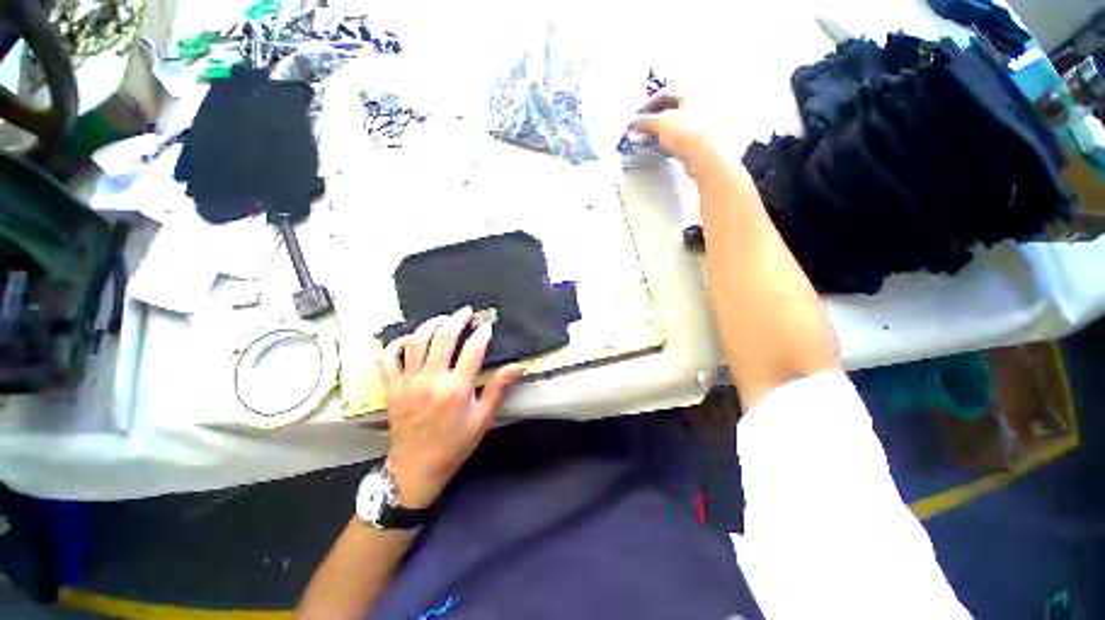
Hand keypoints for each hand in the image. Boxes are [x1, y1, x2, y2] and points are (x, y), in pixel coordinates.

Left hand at [380, 307, 524, 508]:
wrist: (416, 468)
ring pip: (416, 342)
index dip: (481, 333)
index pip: (472, 349)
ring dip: (430, 324)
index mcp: (456, 389)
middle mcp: (431, 380)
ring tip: (443, 318)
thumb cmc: (455, 444)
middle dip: (457, 319)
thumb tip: (518, 365)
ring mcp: (408, 382)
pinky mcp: (392, 388)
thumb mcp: (483, 419)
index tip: (487, 324)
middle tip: (467, 311)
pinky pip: (389, 358)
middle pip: (444, 338)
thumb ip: (499, 389)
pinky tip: (410, 338)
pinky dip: (397, 344)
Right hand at [630, 91, 721, 176]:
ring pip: (676, 125)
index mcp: (690, 93)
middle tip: (643, 129)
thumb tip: (634, 123)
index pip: (665, 93)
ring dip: (661, 133)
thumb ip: (644, 121)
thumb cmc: (686, 131)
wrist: (706, 155)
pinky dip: (669, 142)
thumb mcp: (660, 123)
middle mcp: (699, 105)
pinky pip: (681, 138)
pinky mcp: (701, 142)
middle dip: (654, 119)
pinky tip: (663, 150)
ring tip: (651, 142)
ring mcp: (701, 124)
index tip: (637, 117)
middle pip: (671, 109)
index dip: (648, 104)